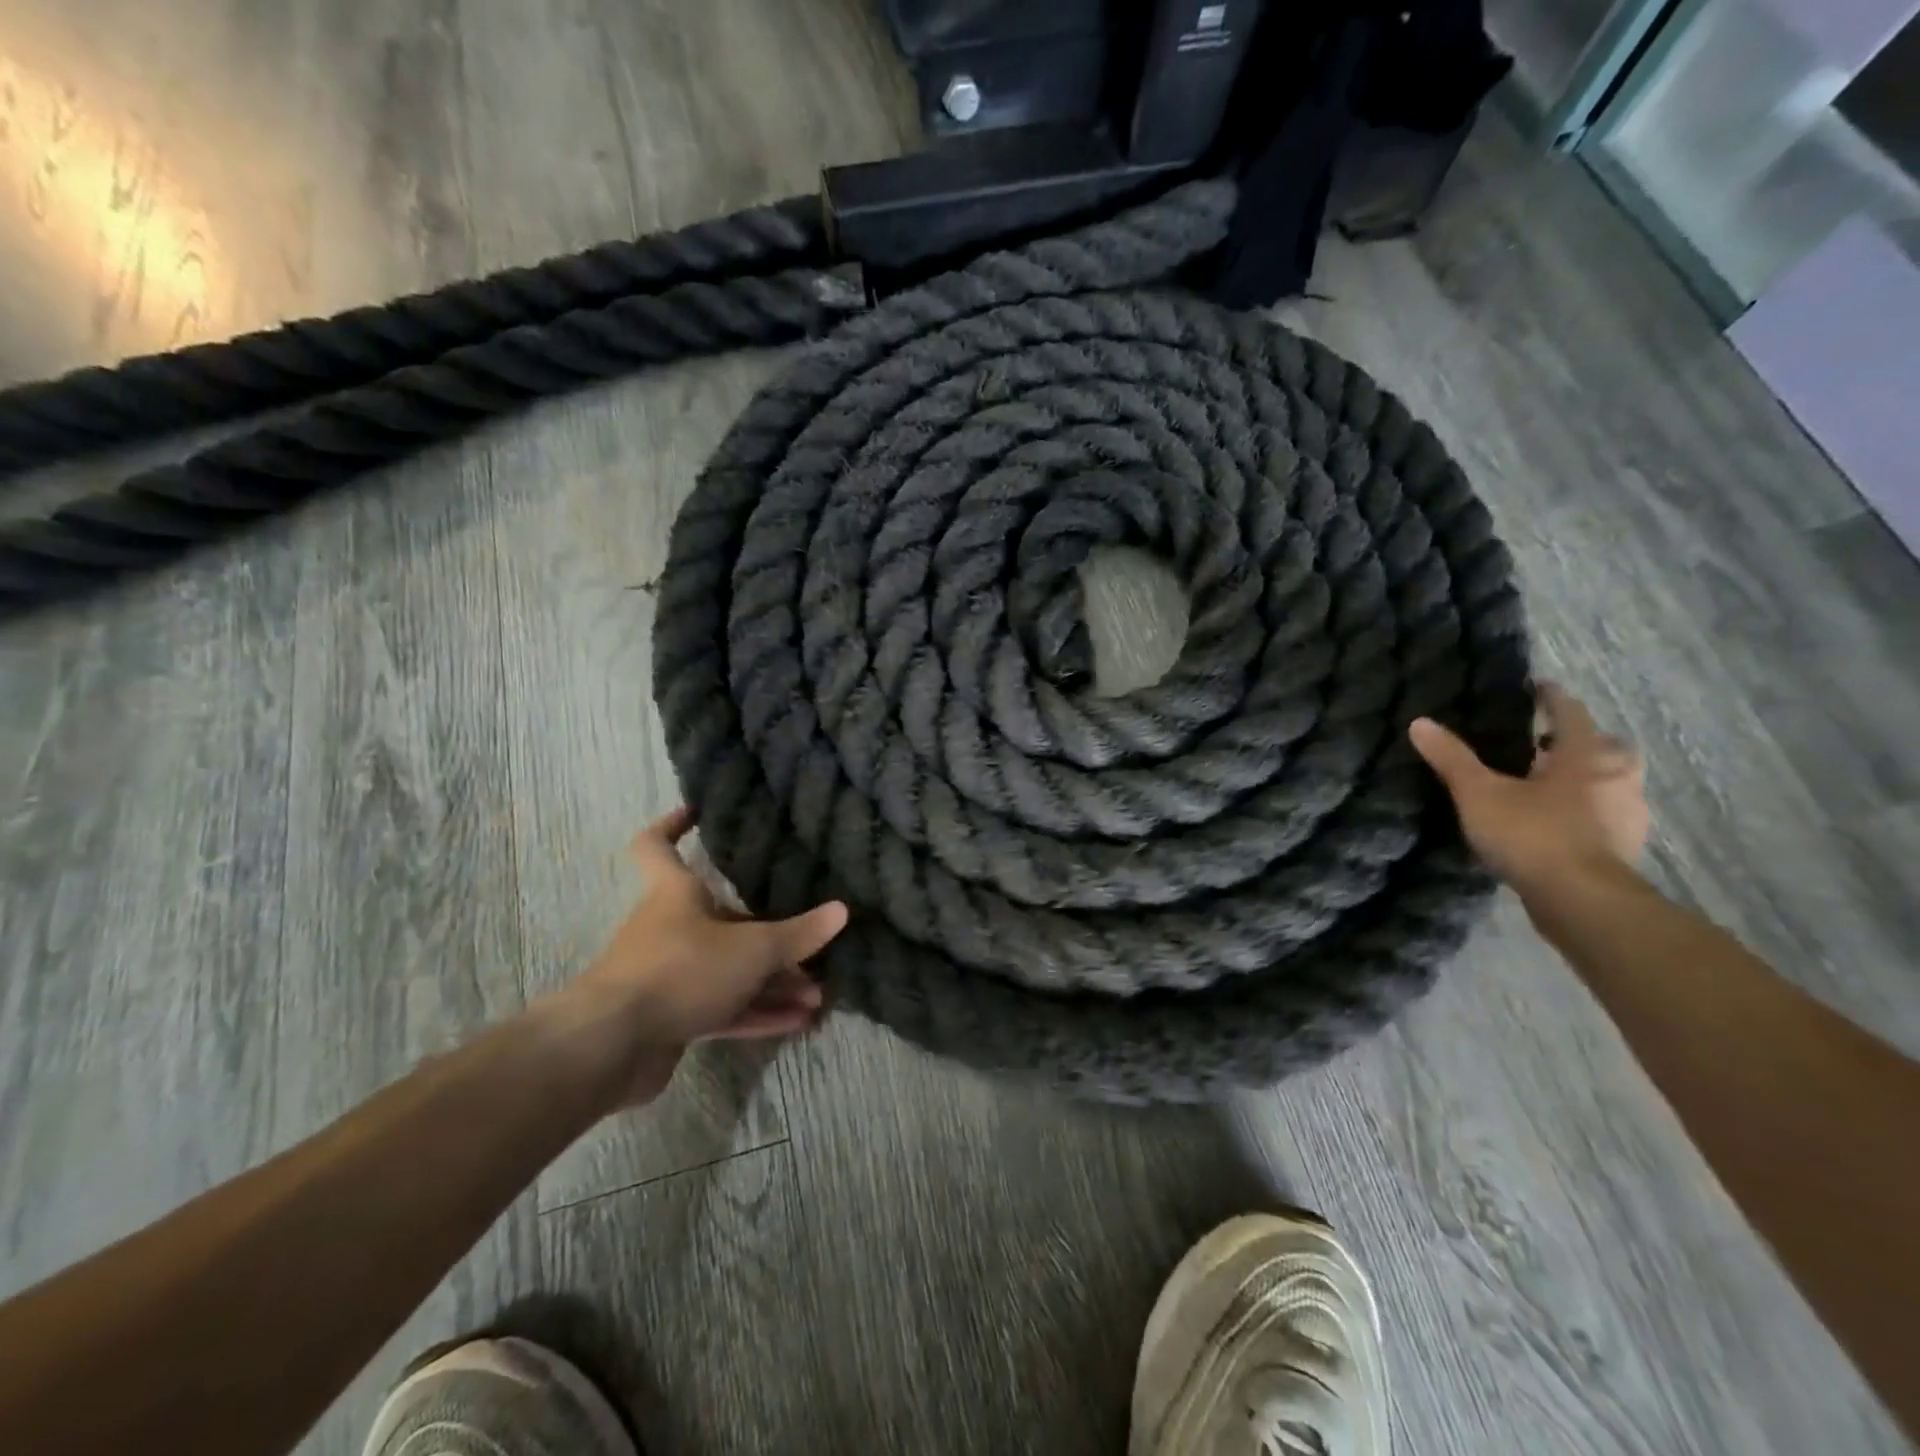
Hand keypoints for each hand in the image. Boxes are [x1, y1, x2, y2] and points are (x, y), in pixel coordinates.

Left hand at [541, 807, 848, 1107]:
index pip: (657, 844)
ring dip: (773, 982)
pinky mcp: (672, 1019)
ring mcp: (669, 975)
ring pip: (730, 971)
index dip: (674, 824)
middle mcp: (669, 927)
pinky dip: (758, 1013)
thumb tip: (842, 911)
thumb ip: (797, 934)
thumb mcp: (751, 948)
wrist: (612, 1046)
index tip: (698, 812)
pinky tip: (799, 1022)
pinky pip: (724, 1008)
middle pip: (724, 921)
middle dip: (770, 935)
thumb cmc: (680, 969)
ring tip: (818, 995)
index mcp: (674, 892)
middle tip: (811, 946)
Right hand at [1409, 682, 1649, 897]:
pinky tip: (1560, 823)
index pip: (1570, 713)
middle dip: (1580, 742)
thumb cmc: (1532, 834)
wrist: (1581, 900)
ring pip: (1611, 782)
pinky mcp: (1625, 846)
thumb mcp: (1479, 793)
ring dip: (1588, 778)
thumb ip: (1452, 758)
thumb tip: (1420, 722)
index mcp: (1585, 756)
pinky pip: (1607, 814)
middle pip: (1605, 746)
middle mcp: (1616, 777)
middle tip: (1546, 744)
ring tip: (1549, 785)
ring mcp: (1627, 814)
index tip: (1538, 687)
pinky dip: (1588, 810)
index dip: (1551, 698)